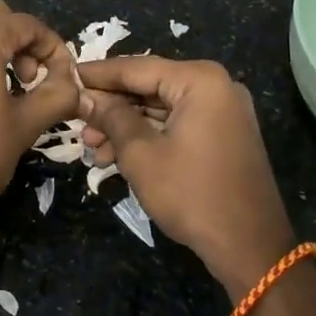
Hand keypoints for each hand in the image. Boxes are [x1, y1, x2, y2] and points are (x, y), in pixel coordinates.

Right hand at [78, 56, 297, 294]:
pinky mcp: (222, 135)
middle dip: (110, 107)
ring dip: (125, 126)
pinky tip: (116, 156)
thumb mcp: (140, 153)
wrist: (251, 248)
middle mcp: (215, 86)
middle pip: (148, 87)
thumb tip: (84, 97)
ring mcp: (222, 112)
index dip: (97, 75)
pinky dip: (148, 137)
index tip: (65, 75)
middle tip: (76, 122)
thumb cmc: (192, 194)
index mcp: (199, 80)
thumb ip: (111, 117)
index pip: (135, 68)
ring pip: (160, 109)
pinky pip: (176, 124)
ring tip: (91, 147)